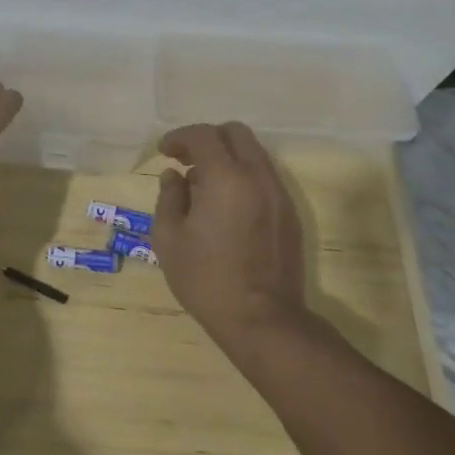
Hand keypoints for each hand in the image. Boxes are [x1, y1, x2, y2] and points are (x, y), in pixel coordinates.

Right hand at [154, 122, 308, 343]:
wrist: (263, 320)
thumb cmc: (206, 279)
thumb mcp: (169, 239)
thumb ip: (169, 198)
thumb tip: (174, 177)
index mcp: (226, 178)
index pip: (204, 135)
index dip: (180, 137)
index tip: (164, 152)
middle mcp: (258, 177)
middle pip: (236, 133)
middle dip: (207, 138)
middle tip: (186, 160)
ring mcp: (279, 195)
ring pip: (254, 154)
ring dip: (227, 157)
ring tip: (203, 184)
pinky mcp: (289, 214)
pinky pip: (264, 177)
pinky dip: (243, 176)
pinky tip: (226, 205)